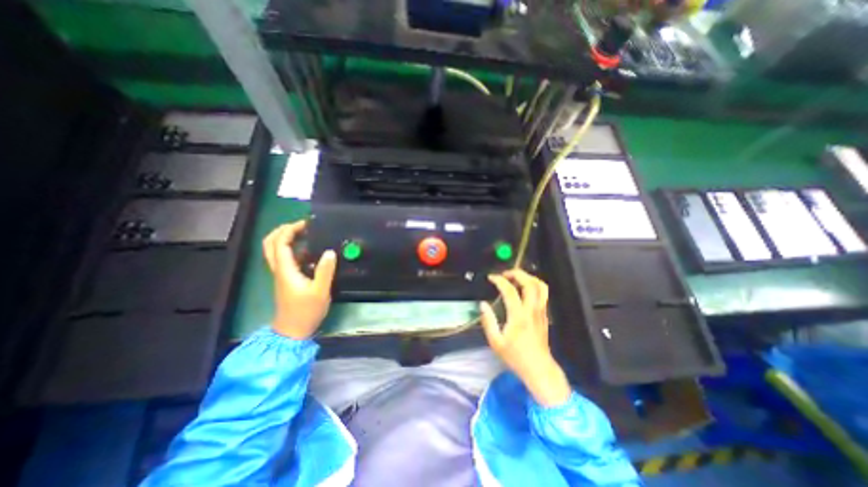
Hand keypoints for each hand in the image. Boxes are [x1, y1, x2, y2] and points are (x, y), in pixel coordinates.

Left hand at [261, 220, 334, 337]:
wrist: (293, 330)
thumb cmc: (306, 311)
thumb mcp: (320, 291)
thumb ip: (325, 271)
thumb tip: (330, 252)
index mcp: (285, 270)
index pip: (280, 243)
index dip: (290, 230)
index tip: (306, 224)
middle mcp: (279, 269)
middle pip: (270, 244)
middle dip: (282, 230)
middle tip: (301, 225)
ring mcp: (281, 274)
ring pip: (275, 250)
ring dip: (285, 237)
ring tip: (305, 233)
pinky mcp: (286, 279)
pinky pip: (284, 258)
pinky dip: (291, 248)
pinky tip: (308, 250)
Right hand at [478, 270, 573, 407]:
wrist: (539, 369)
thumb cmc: (515, 356)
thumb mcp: (496, 342)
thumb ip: (488, 321)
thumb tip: (483, 304)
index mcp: (519, 316)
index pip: (510, 291)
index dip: (499, 280)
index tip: (491, 278)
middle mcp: (532, 310)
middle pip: (530, 283)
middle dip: (517, 273)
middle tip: (505, 274)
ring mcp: (541, 311)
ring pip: (541, 286)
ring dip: (529, 277)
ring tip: (516, 277)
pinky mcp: (545, 315)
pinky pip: (543, 294)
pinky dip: (534, 285)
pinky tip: (524, 289)